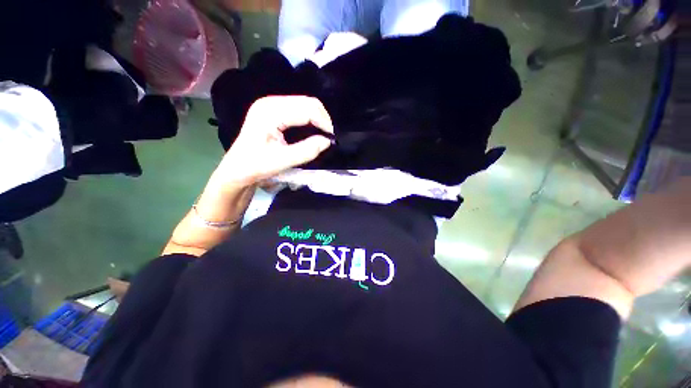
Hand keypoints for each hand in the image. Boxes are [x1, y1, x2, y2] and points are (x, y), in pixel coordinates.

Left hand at [214, 96, 333, 187]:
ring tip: (323, 134)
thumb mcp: (282, 161)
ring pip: (304, 104)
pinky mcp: (273, 110)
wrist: (237, 169)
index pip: (306, 109)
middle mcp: (270, 102)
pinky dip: (310, 118)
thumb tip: (327, 141)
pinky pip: (298, 109)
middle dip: (322, 118)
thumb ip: (306, 150)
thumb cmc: (256, 166)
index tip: (332, 139)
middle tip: (329, 137)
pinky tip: (313, 130)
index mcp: (270, 112)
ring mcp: (271, 104)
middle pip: (307, 102)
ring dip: (317, 118)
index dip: (323, 122)